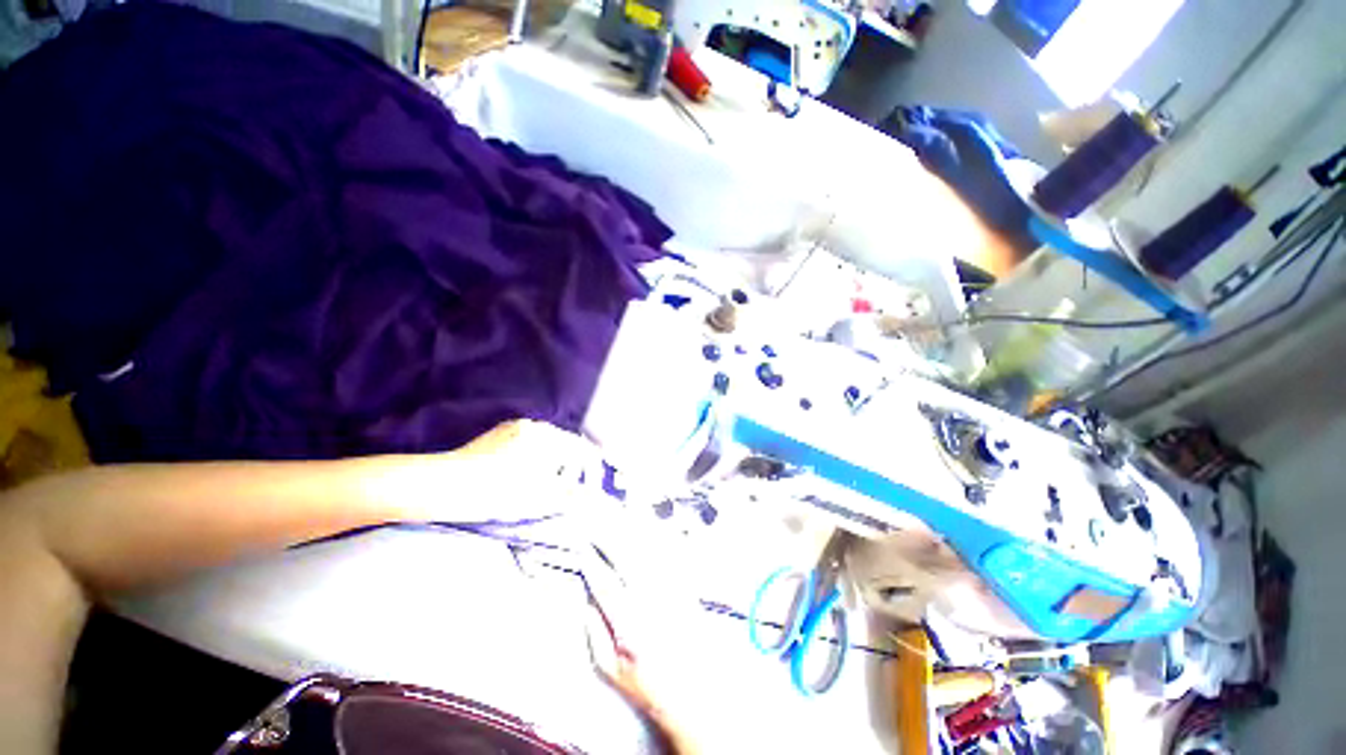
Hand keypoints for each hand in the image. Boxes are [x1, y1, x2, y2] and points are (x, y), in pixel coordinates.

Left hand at [427, 419, 606, 522]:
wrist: (440, 486)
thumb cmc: (497, 492)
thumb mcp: (540, 499)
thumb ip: (573, 495)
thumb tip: (596, 498)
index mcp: (550, 438)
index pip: (583, 450)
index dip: (592, 471)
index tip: (591, 490)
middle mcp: (535, 426)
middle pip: (566, 446)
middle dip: (571, 470)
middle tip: (563, 493)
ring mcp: (514, 428)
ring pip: (546, 445)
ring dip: (552, 465)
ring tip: (540, 488)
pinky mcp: (497, 434)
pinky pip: (527, 444)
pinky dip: (533, 460)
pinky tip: (519, 478)